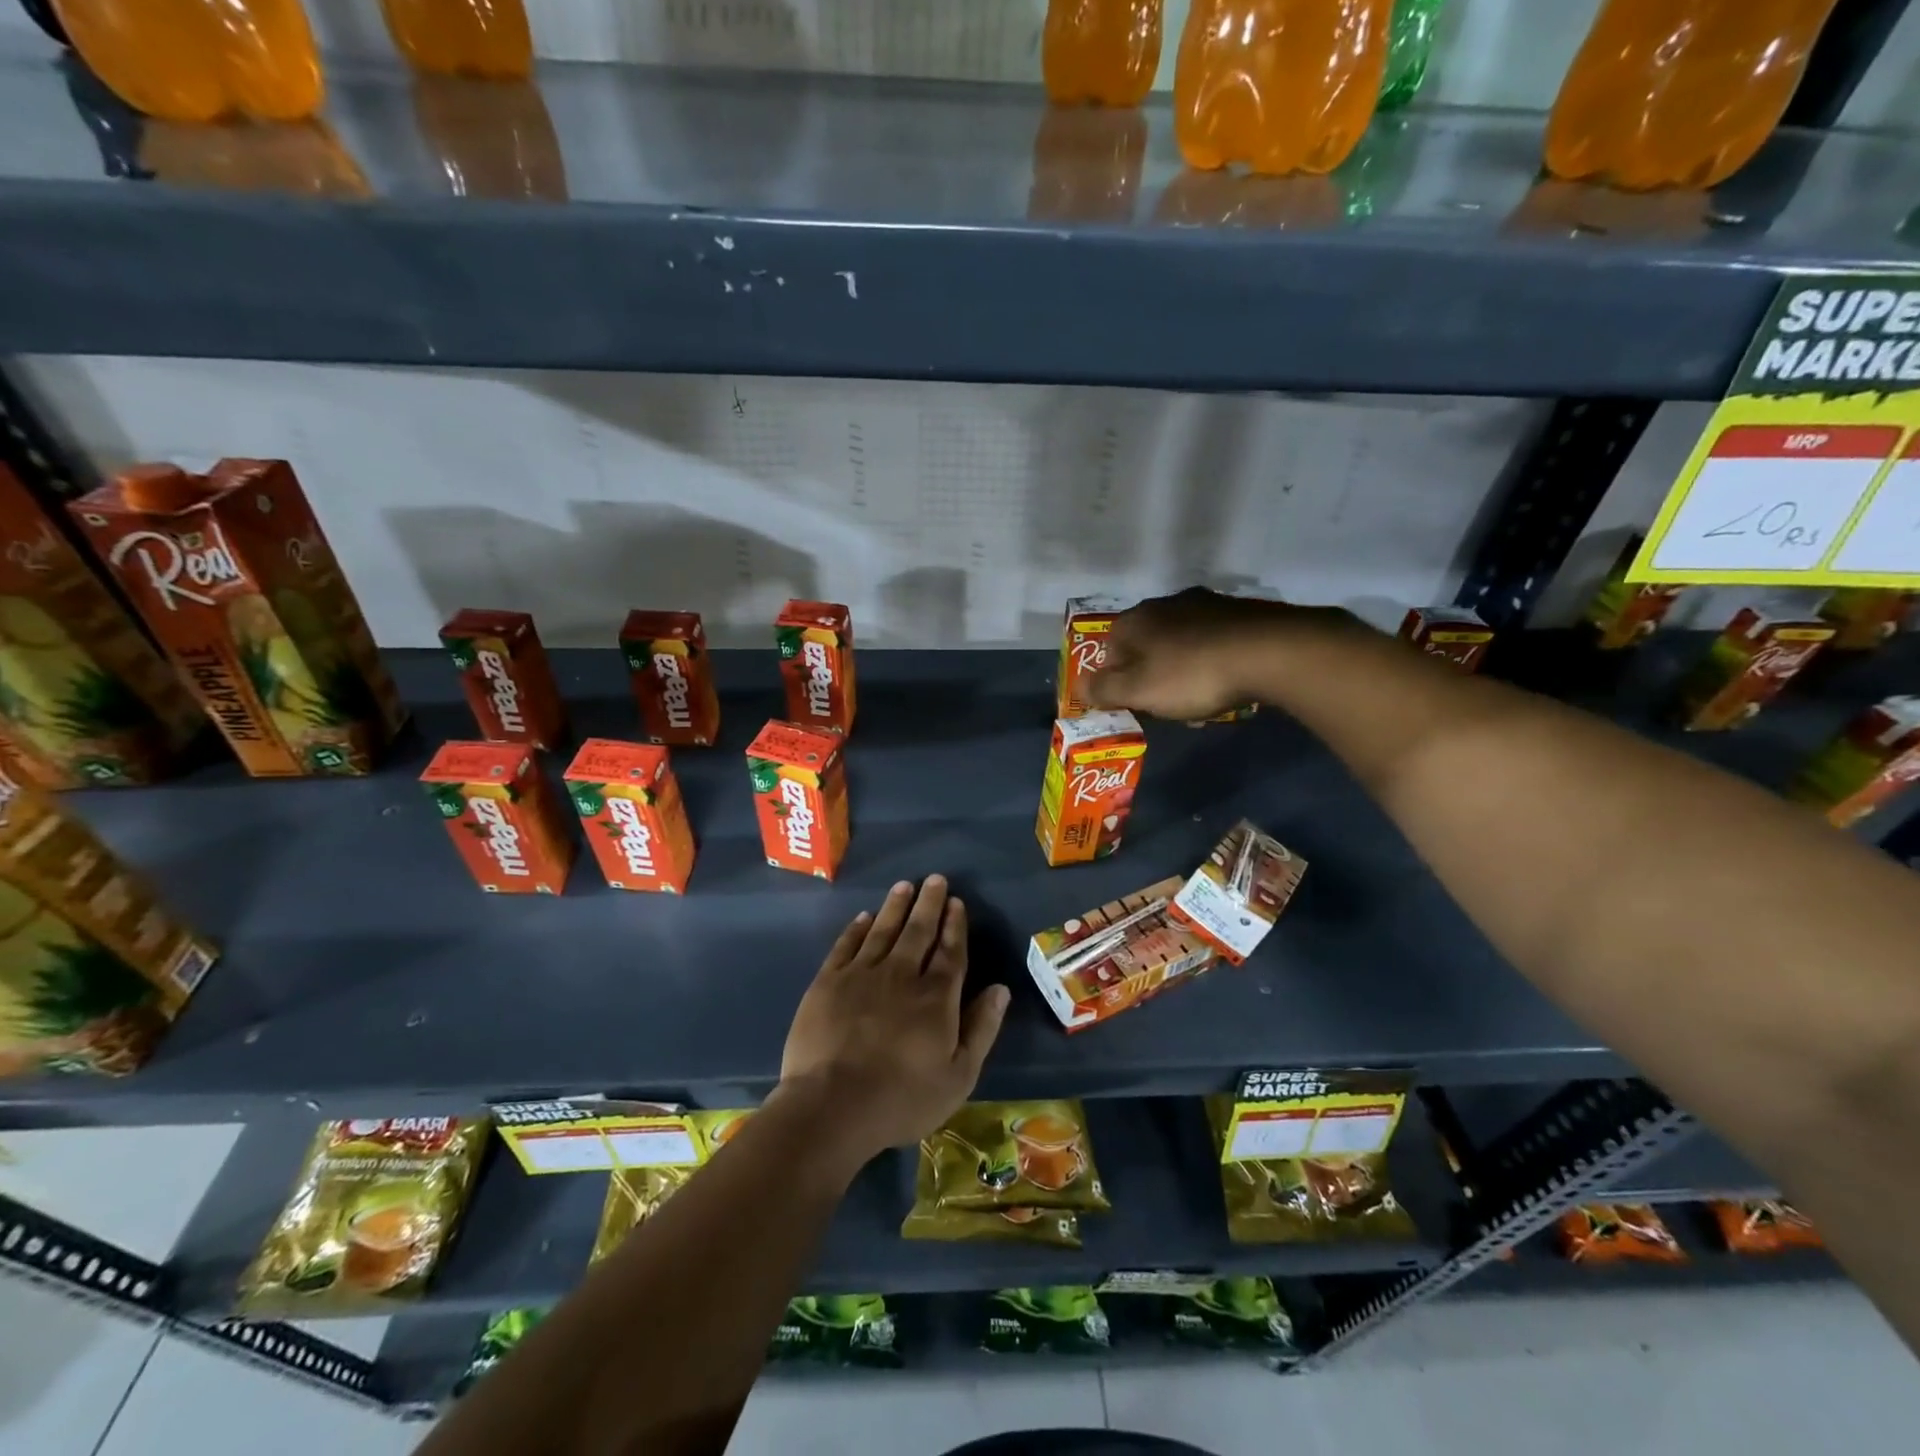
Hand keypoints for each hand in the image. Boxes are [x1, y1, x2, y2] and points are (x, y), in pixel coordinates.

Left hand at [778, 875, 1009, 1164]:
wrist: (832, 1106)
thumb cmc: (902, 1099)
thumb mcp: (958, 1076)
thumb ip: (981, 1029)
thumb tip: (1000, 989)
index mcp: (935, 997)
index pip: (950, 951)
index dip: (954, 925)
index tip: (956, 902)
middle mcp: (901, 974)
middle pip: (918, 931)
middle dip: (929, 904)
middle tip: (935, 879)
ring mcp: (862, 975)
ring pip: (883, 930)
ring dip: (895, 906)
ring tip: (904, 886)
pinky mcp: (828, 982)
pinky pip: (846, 945)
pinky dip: (857, 928)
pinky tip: (864, 917)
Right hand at [1088, 588, 1310, 720]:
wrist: (1269, 652)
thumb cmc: (1191, 675)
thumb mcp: (1138, 691)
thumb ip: (1103, 690)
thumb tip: (1079, 686)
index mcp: (1135, 620)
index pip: (1109, 650)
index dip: (1116, 681)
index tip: (1134, 704)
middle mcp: (1166, 603)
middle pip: (1146, 645)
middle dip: (1151, 675)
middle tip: (1166, 705)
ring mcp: (1206, 604)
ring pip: (1181, 642)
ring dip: (1183, 669)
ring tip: (1201, 698)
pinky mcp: (1241, 612)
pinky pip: (1214, 641)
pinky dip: (1213, 661)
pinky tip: (1227, 682)